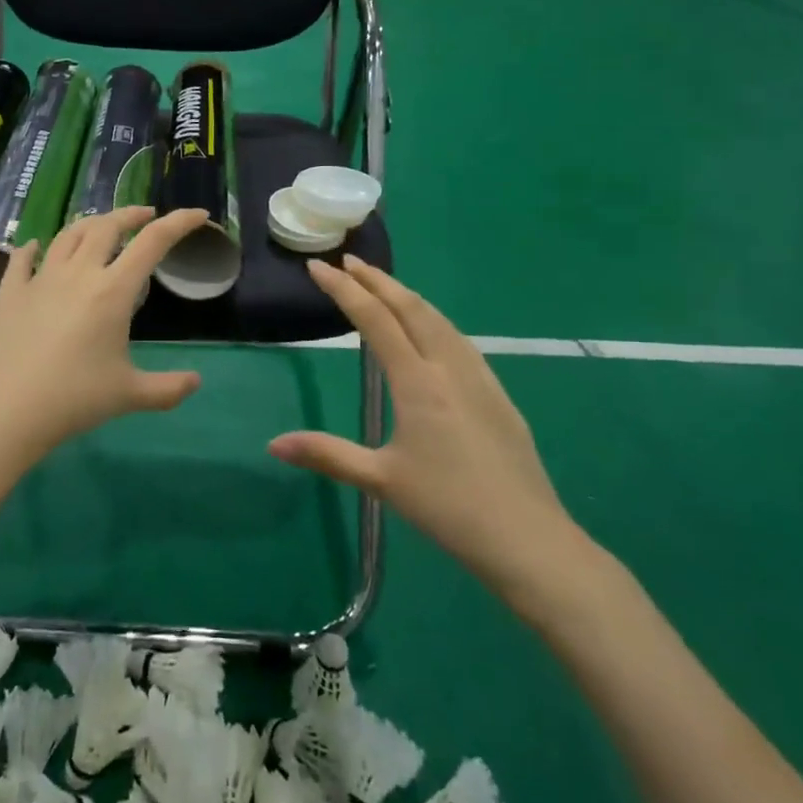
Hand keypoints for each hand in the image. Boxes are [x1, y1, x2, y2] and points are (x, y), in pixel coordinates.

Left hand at [0, 207, 209, 465]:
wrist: (7, 410)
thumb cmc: (74, 399)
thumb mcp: (130, 395)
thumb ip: (168, 388)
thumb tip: (196, 382)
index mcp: (112, 291)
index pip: (153, 242)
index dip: (179, 222)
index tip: (198, 214)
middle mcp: (78, 274)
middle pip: (107, 226)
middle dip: (130, 215)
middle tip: (145, 216)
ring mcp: (39, 279)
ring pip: (66, 235)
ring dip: (88, 224)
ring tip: (99, 227)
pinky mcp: (8, 293)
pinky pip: (21, 259)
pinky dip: (31, 248)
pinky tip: (34, 247)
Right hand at [268, 255, 600, 619]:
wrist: (529, 539)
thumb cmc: (449, 507)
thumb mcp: (381, 481)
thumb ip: (327, 455)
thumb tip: (273, 444)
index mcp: (417, 382)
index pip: (374, 320)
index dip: (344, 290)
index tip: (319, 268)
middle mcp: (448, 368)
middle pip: (411, 308)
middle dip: (377, 281)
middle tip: (348, 262)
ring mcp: (479, 379)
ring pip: (440, 320)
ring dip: (407, 296)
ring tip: (384, 286)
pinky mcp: (498, 396)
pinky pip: (460, 341)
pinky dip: (434, 320)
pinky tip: (433, 331)